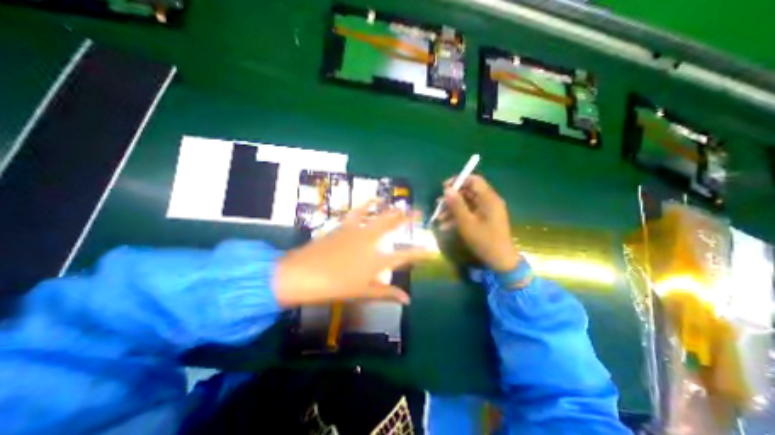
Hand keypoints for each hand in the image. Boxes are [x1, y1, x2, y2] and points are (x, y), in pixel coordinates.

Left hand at [271, 202, 429, 306]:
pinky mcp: (345, 225)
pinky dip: (367, 204)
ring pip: (380, 216)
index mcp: (378, 260)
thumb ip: (387, 293)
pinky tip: (374, 198)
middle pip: (394, 227)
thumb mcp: (363, 292)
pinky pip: (359, 211)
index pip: (406, 256)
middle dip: (408, 219)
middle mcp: (372, 242)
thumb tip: (407, 299)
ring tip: (402, 204)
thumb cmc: (335, 287)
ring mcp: (359, 230)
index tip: (432, 250)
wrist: (304, 274)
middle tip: (419, 212)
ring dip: (392, 210)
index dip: (421, 253)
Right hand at [436, 174, 518, 269]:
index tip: (444, 188)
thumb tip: (447, 189)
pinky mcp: (483, 219)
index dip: (458, 181)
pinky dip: (457, 217)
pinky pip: (469, 213)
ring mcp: (486, 211)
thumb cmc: (484, 240)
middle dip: (451, 199)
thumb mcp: (466, 222)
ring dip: (451, 210)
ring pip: (466, 204)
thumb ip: (456, 204)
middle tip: (438, 205)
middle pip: (468, 192)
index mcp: (489, 199)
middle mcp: (488, 201)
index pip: (474, 180)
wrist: (499, 260)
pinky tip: (445, 226)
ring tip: (438, 218)